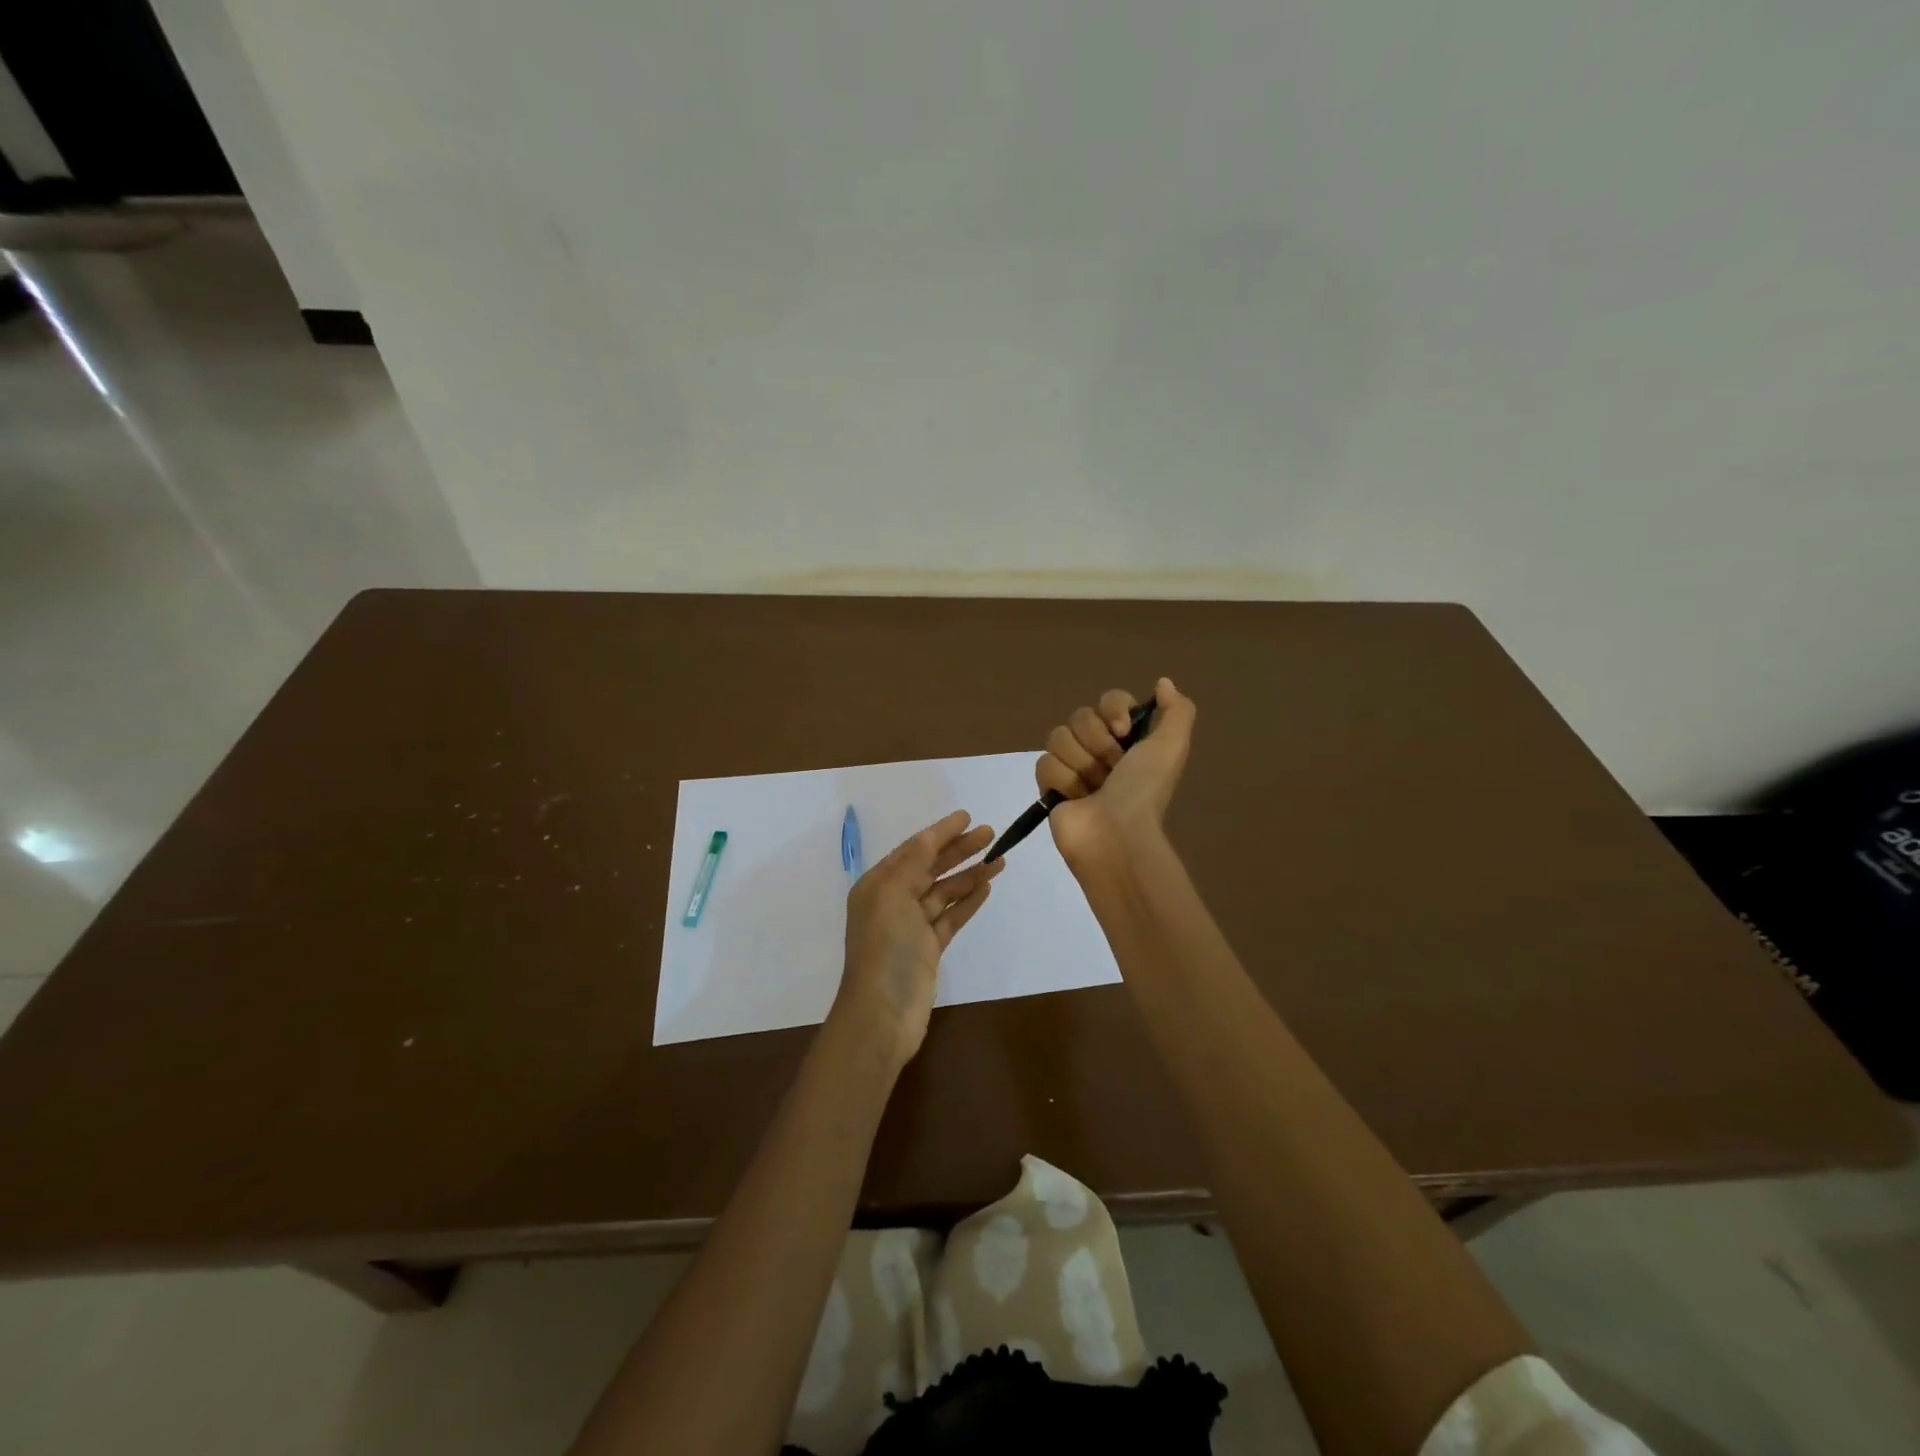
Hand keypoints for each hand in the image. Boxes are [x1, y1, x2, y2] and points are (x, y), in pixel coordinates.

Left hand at [833, 810, 1002, 1068]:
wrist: (881, 1014)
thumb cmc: (885, 949)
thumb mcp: (894, 895)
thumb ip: (914, 863)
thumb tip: (930, 837)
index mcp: (878, 885)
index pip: (914, 849)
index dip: (940, 832)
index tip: (967, 816)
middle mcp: (893, 901)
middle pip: (930, 867)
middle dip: (959, 849)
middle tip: (990, 833)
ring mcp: (912, 927)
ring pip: (944, 891)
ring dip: (969, 874)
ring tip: (999, 858)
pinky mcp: (929, 949)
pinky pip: (951, 916)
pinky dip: (968, 901)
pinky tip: (986, 887)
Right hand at [1036, 677, 1196, 866]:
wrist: (1116, 834)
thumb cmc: (1143, 790)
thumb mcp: (1172, 747)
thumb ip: (1176, 710)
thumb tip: (1163, 682)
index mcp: (1129, 739)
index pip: (1109, 699)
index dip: (1113, 710)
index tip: (1123, 731)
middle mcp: (1100, 749)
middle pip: (1080, 716)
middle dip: (1096, 742)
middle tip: (1111, 769)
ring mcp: (1073, 767)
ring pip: (1058, 737)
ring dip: (1080, 764)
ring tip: (1093, 789)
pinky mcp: (1050, 787)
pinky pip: (1044, 763)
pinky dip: (1062, 780)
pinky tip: (1076, 798)